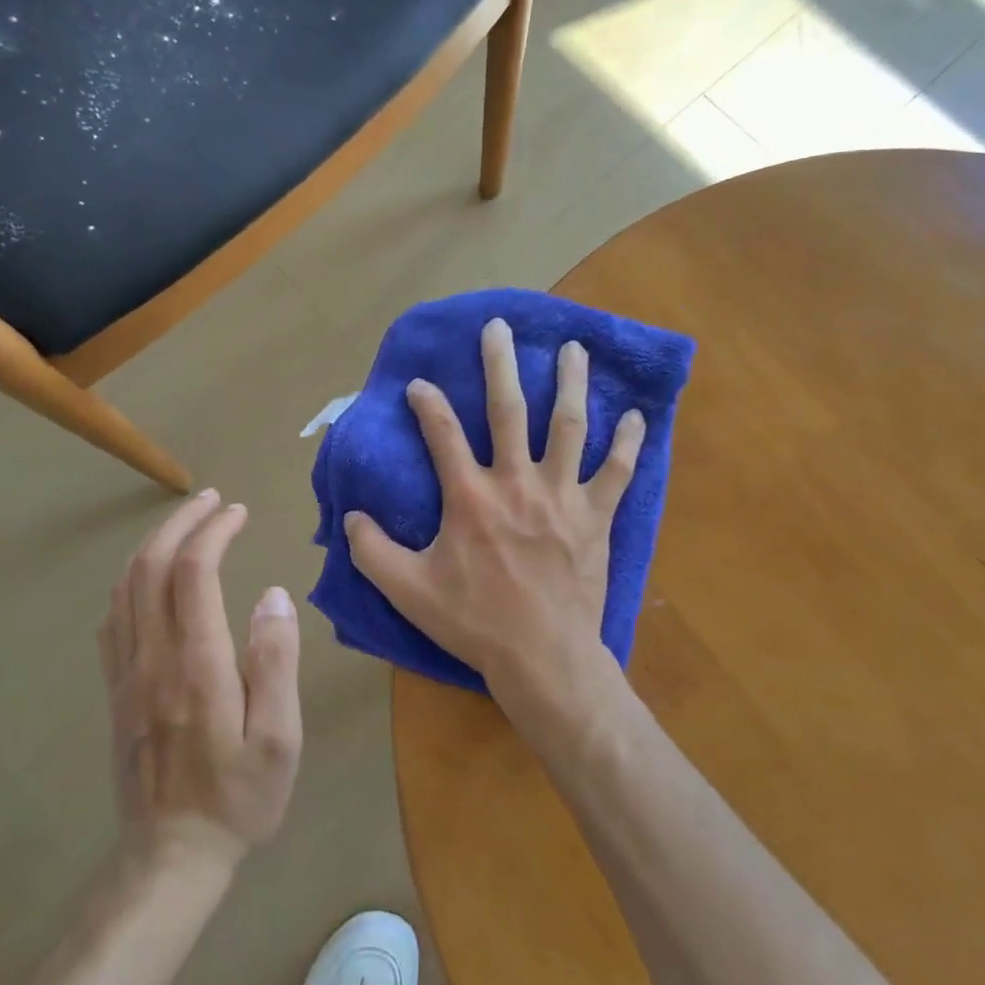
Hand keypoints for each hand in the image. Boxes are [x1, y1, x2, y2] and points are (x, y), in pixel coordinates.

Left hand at [99, 491, 302, 874]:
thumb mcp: (280, 737)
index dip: (214, 531)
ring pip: (126, 588)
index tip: (237, 512)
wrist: (172, 856)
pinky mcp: (116, 692)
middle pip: (151, 567)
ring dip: (152, 545)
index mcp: (197, 664)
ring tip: (184, 524)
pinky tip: (148, 578)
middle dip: (180, 523)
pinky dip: (130, 582)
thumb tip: (273, 595)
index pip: (194, 573)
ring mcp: (127, 674)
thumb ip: (276, 661)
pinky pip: (112, 620)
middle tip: (210, 500)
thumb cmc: (240, 796)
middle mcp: (154, 658)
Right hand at [343, 318, 644, 701]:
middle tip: (500, 327)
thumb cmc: (475, 623)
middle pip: (508, 410)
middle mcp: (516, 483)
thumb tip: (350, 516)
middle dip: (501, 364)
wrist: (543, 658)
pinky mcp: (596, 517)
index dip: (428, 403)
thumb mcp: (408, 591)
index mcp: (470, 497)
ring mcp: (562, 497)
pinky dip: (627, 443)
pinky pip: (618, 472)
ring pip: (569, 426)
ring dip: (570, 383)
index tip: (420, 383)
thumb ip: (372, 551)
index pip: (443, 433)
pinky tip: (634, 415)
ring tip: (573, 348)